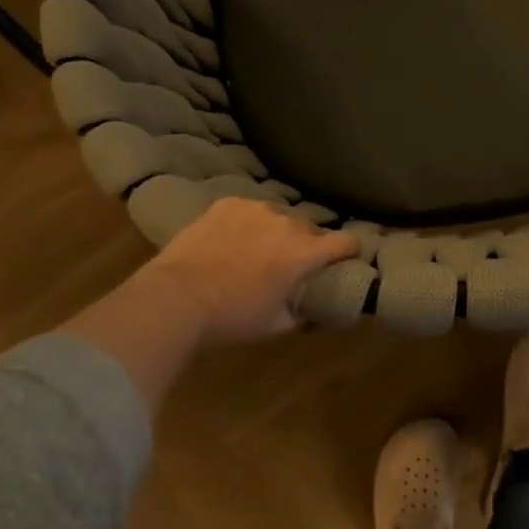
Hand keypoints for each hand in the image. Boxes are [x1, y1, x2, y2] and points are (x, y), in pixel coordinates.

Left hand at [136, 198, 359, 345]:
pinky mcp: (228, 203)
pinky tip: (234, 239)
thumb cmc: (232, 317)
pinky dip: (250, 223)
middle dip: (309, 245)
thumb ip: (303, 313)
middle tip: (293, 265)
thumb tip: (314, 309)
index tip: (347, 260)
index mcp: (304, 253)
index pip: (346, 242)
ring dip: (279, 232)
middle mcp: (286, 223)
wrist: (176, 297)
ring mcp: (255, 208)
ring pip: (280, 217)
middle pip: (312, 229)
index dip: (351, 251)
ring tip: (259, 250)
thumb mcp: (276, 325)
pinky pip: (251, 210)